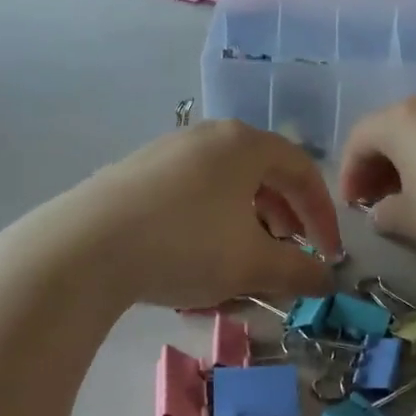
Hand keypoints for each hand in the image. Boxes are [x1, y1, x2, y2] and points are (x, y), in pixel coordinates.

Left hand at [63, 119, 342, 308]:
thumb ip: (297, 271)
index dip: (322, 214)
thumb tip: (326, 280)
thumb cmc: (186, 244)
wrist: (86, 246)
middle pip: (262, 170)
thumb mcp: (251, 264)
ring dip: (247, 216)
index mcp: (244, 144)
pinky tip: (198, 250)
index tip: (329, 253)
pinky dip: (211, 216)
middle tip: (290, 249)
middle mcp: (207, 135)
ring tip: (246, 253)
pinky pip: (191, 188)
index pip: (301, 170)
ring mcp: (167, 149)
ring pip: (225, 180)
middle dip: (284, 214)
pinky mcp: (135, 170)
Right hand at [338, 94, 415, 270]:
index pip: (360, 139)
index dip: (349, 173)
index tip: (352, 207)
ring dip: (410, 161)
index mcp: (402, 120)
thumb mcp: (410, 222)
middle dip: (378, 165)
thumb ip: (383, 213)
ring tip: (414, 197)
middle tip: (377, 201)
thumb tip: (382, 211)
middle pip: (392, 129)